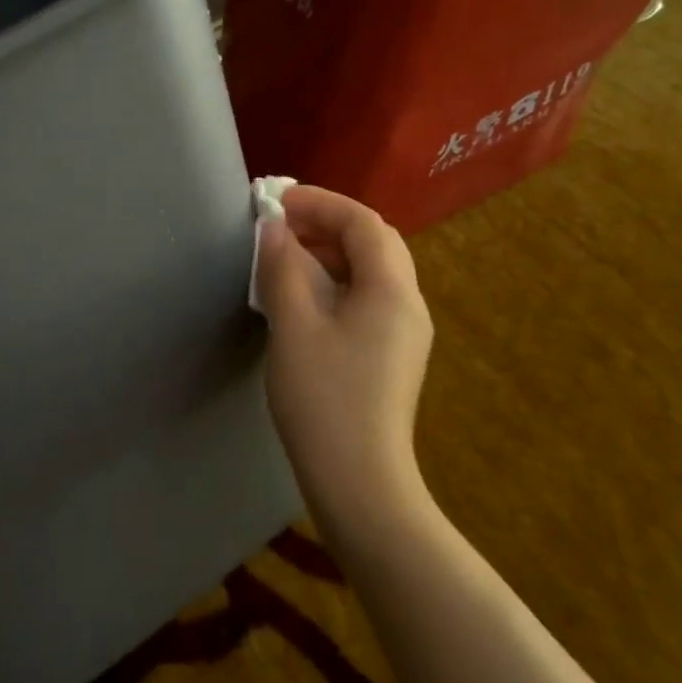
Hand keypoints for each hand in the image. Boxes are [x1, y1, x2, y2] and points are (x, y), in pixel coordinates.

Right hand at [255, 186, 433, 526]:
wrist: (360, 481)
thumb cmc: (324, 399)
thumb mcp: (293, 326)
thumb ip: (282, 269)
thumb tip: (272, 228)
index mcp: (392, 291)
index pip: (363, 223)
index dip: (319, 203)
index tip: (275, 200)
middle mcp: (408, 304)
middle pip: (375, 242)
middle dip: (327, 223)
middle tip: (280, 225)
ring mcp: (404, 332)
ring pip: (372, 271)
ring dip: (331, 252)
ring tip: (285, 256)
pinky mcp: (392, 355)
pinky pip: (368, 298)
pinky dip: (336, 280)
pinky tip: (303, 297)